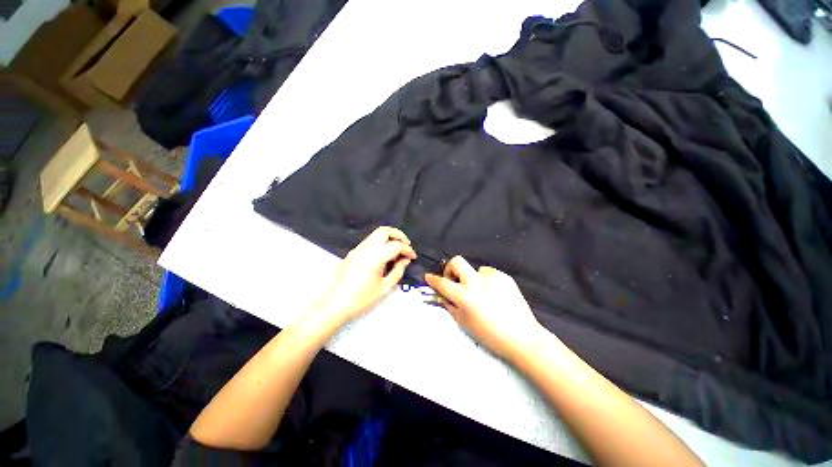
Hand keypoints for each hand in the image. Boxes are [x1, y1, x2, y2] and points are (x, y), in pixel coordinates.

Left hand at [316, 226, 416, 325]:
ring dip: (389, 238)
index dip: (407, 250)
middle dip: (398, 235)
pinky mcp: (353, 253)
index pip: (395, 245)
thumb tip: (405, 260)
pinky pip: (370, 241)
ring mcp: (357, 249)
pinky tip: (385, 255)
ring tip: (397, 250)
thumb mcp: (384, 288)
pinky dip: (381, 242)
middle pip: (384, 231)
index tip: (412, 257)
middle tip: (406, 245)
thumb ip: (398, 271)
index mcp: (374, 258)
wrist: (335, 305)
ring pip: (376, 234)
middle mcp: (365, 249)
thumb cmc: (361, 299)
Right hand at [425, 256, 545, 361]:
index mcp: (464, 295)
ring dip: (473, 278)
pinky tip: (494, 295)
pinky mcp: (504, 277)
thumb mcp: (464, 323)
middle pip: (457, 261)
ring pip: (475, 269)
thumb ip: (450, 306)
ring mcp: (492, 277)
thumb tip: (443, 296)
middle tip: (454, 280)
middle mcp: (476, 281)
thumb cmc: (490, 335)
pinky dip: (486, 281)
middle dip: (450, 268)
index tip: (428, 277)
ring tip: (482, 294)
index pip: (443, 283)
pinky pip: (489, 274)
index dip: (433, 279)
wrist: (523, 337)